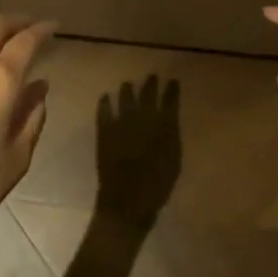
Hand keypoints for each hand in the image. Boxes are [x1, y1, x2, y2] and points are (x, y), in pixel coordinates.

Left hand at [94, 76, 182, 228]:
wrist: (128, 200)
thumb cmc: (157, 185)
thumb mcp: (173, 160)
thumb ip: (171, 137)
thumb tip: (169, 122)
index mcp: (164, 126)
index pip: (170, 101)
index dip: (172, 90)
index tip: (173, 81)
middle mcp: (143, 119)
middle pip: (147, 95)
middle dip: (151, 84)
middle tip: (152, 76)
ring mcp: (121, 124)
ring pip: (125, 99)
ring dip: (127, 90)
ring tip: (127, 84)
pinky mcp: (105, 132)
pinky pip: (103, 112)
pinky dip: (104, 103)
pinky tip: (105, 97)